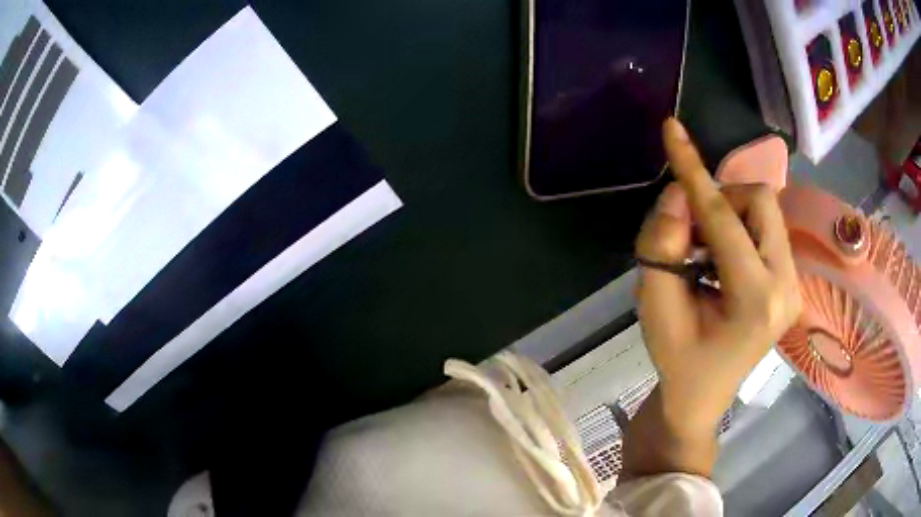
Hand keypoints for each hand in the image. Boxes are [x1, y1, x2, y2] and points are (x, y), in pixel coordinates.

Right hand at [624, 118, 801, 477]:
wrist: (702, 398)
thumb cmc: (677, 361)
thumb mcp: (655, 307)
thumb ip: (662, 247)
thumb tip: (678, 195)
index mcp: (756, 300)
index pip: (724, 218)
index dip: (694, 171)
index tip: (673, 130)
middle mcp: (787, 286)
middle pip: (760, 201)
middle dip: (720, 200)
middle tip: (691, 232)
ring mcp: (794, 284)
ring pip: (765, 211)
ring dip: (728, 216)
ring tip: (704, 255)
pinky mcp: (791, 282)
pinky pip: (767, 230)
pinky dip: (738, 230)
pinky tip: (720, 262)